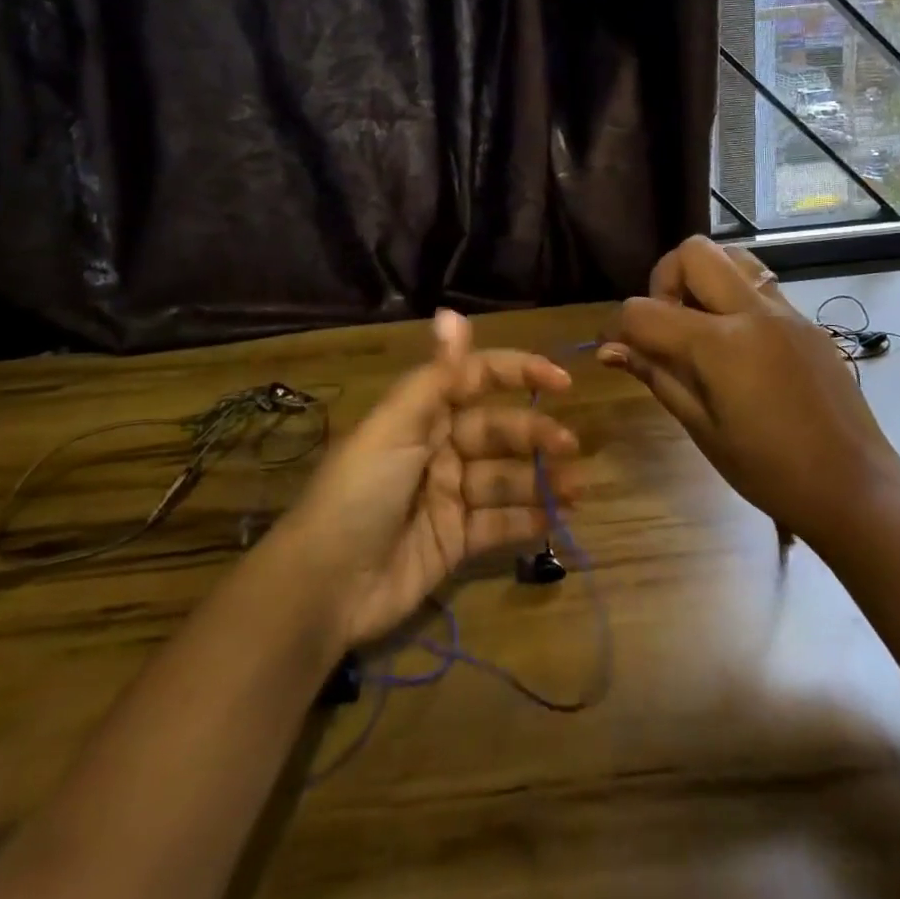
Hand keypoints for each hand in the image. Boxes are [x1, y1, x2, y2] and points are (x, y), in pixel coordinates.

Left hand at [274, 311, 578, 649]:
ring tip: (575, 489)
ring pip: (505, 478)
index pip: (478, 378)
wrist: (324, 586)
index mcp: (423, 414)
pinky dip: (527, 520)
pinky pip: (498, 523)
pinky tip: (555, 520)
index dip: (520, 374)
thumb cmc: (361, 491)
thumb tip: (452, 312)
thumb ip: (436, 375)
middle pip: (498, 431)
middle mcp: (439, 448)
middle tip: (569, 448)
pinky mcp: (454, 540)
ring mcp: (448, 496)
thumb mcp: (396, 426)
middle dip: (535, 435)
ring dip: (541, 479)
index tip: (562, 383)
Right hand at [599, 236, 899, 543]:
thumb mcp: (702, 428)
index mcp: (720, 345)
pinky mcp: (807, 322)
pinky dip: (735, 296)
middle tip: (667, 325)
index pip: (645, 310)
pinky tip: (738, 345)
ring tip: (700, 324)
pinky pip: (761, 285)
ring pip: (732, 256)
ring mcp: (786, 311)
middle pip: (693, 252)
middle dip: (665, 280)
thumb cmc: (769, 471)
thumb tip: (609, 349)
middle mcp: (753, 312)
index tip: (614, 347)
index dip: (618, 327)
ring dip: (704, 277)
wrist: (854, 487)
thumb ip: (656, 376)